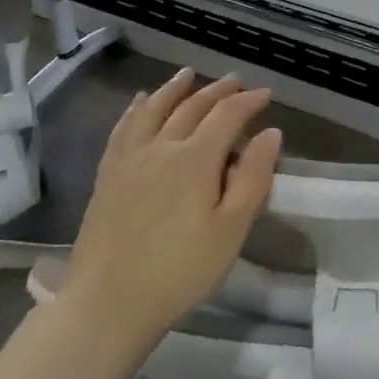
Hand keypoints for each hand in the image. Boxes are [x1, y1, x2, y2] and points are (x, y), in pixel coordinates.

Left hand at [61, 70, 280, 350]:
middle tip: (236, 81)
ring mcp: (130, 158)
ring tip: (188, 74)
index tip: (266, 94)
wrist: (108, 303)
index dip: (249, 101)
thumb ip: (254, 178)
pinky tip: (140, 102)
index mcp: (196, 159)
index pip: (228, 115)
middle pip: (192, 106)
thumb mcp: (231, 230)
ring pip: (154, 108)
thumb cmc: (180, 271)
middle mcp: (162, 146)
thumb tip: (271, 133)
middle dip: (218, 90)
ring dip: (175, 88)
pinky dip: (136, 108)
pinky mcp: (108, 174)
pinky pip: (124, 127)